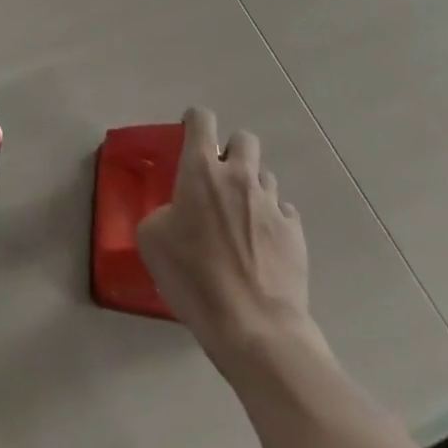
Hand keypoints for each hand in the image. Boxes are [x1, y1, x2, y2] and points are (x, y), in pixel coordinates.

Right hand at [136, 107, 312, 364]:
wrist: (255, 329)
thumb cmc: (195, 278)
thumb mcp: (153, 241)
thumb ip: (162, 213)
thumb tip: (174, 215)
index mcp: (201, 169)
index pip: (201, 119)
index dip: (194, 122)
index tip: (188, 135)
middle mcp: (238, 176)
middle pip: (243, 139)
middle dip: (232, 151)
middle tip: (219, 178)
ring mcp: (271, 203)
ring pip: (265, 176)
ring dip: (252, 188)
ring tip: (242, 218)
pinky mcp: (295, 234)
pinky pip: (284, 212)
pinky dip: (273, 220)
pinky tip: (263, 245)